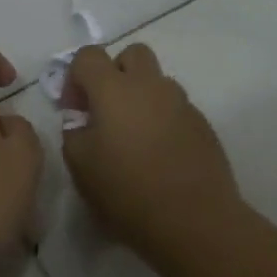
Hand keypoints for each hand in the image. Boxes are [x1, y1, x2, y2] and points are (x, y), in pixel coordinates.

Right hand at [62, 43, 242, 260]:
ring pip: (156, 82)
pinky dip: (162, 120)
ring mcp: (182, 103)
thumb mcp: (80, 165)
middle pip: (132, 54)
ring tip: (134, 139)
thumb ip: (74, 131)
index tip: (74, 109)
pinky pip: (175, 108)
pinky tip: (159, 156)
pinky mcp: (202, 125)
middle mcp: (151, 86)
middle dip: (114, 73)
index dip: (75, 77)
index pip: (88, 56)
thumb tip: (83, 119)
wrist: (194, 221)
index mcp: (115, 89)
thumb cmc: (127, 192)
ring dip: (140, 97)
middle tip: (105, 111)